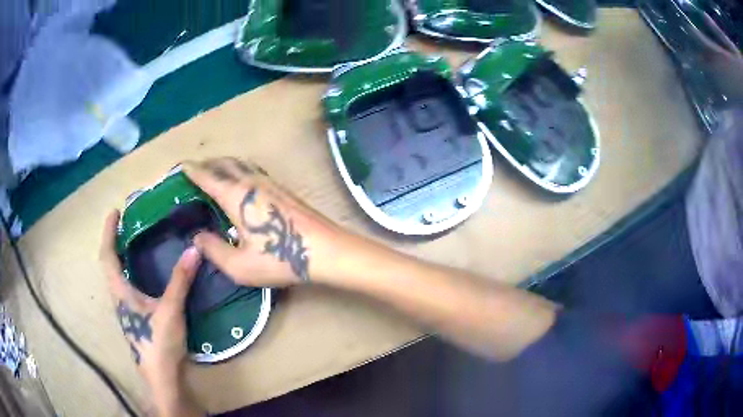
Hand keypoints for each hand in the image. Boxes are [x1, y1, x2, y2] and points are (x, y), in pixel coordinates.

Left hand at [100, 211, 203, 416]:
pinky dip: (130, 271)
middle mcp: (118, 297)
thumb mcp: (170, 310)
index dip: (108, 232)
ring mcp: (125, 309)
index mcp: (120, 291)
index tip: (114, 212)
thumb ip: (180, 280)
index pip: (107, 255)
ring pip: (117, 276)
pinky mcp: (134, 317)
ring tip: (133, 242)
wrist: (161, 376)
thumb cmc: (159, 342)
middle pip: (109, 263)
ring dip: (120, 256)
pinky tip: (143, 273)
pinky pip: (126, 286)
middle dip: (113, 241)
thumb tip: (194, 249)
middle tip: (126, 224)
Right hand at [183, 158, 347, 287]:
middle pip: (224, 163)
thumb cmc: (280, 259)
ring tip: (214, 172)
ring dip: (224, 164)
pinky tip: (241, 181)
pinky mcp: (283, 188)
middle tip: (195, 170)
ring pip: (241, 164)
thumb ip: (214, 250)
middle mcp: (251, 182)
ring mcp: (270, 182)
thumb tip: (197, 236)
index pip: (208, 177)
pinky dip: (239, 169)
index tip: (181, 166)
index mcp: (235, 196)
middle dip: (207, 164)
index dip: (192, 170)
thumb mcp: (239, 266)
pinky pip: (254, 170)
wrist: (325, 250)